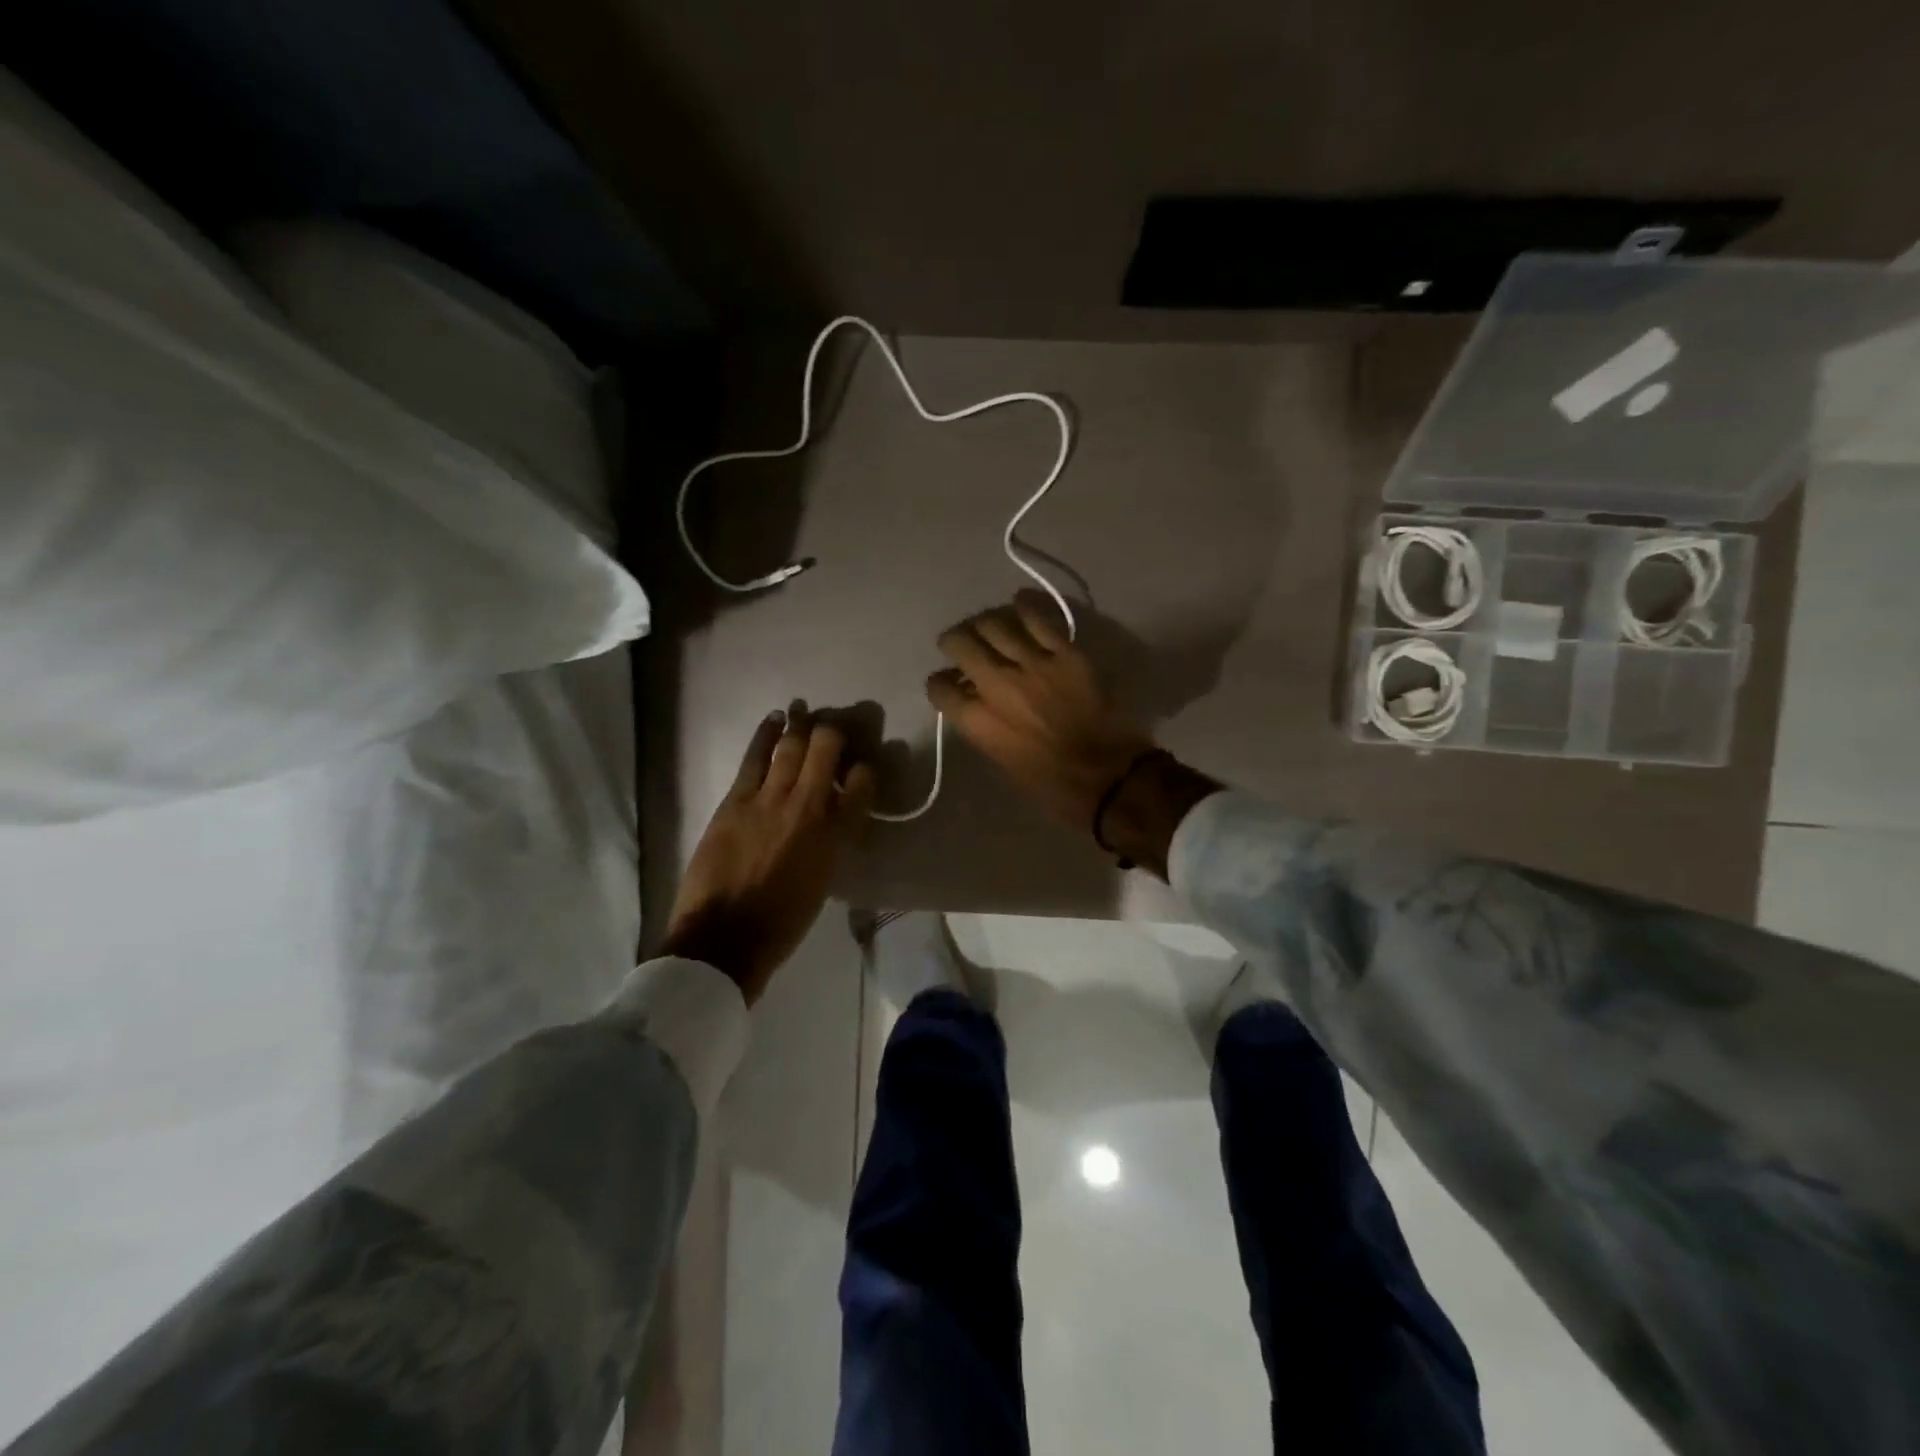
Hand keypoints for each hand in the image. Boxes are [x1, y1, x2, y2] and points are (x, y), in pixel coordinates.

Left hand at [661, 702, 874, 1004]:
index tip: (863, 765)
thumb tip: (831, 817)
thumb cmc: (781, 923)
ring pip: (791, 747)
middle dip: (833, 733)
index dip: (866, 769)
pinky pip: (755, 757)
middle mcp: (808, 808)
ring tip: (804, 709)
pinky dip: (766, 733)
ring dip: (800, 724)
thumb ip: (831, 843)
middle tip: (834, 727)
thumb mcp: (822, 883)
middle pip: (826, 753)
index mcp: (836, 836)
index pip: (861, 786)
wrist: (724, 939)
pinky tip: (774, 719)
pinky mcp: (737, 800)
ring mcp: (770, 799)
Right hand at [925, 590, 1155, 831]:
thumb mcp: (1001, 760)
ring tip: (987, 627)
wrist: (1108, 776)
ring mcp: (1032, 664)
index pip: (939, 687)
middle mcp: (996, 685)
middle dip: (953, 642)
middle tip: (960, 644)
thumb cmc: (1051, 784)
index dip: (940, 684)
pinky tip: (1019, 602)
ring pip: (994, 625)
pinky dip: (1024, 606)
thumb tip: (976, 703)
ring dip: (984, 624)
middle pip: (960, 644)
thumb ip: (983, 726)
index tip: (948, 684)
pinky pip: (1038, 619)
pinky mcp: (1065, 653)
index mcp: (977, 721)